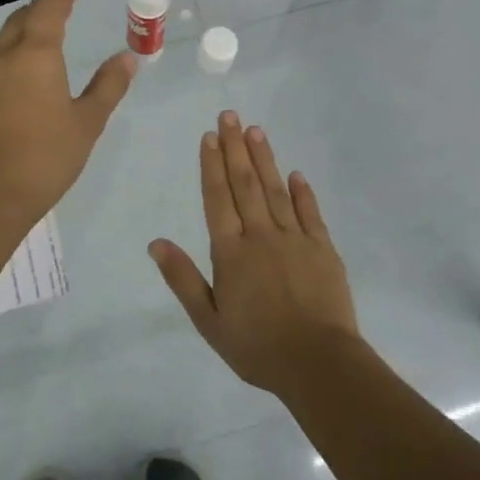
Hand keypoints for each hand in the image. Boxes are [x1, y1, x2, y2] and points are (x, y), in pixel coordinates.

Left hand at [0, 0, 135, 222]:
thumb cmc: (49, 155)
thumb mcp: (88, 121)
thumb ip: (108, 85)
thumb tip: (127, 57)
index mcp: (36, 55)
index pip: (48, 11)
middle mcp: (7, 57)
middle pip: (22, 19)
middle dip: (41, 8)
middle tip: (62, 5)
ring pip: (7, 38)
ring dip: (26, 27)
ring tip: (48, 31)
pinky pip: (0, 58)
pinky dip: (17, 49)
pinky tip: (30, 65)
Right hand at [149, 111, 360, 393]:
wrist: (318, 363)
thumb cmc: (257, 347)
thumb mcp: (209, 320)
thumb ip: (183, 279)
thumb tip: (156, 242)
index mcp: (231, 253)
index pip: (217, 199)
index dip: (211, 166)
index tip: (209, 136)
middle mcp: (261, 236)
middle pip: (246, 184)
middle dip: (235, 148)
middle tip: (230, 115)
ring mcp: (295, 239)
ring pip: (276, 190)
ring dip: (265, 159)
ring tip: (256, 130)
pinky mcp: (323, 249)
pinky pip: (310, 213)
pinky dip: (302, 191)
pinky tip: (296, 173)